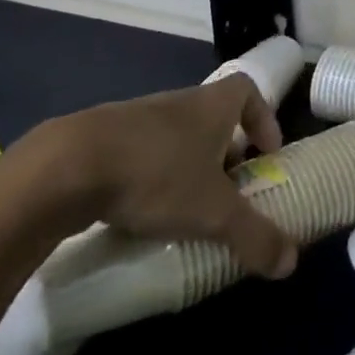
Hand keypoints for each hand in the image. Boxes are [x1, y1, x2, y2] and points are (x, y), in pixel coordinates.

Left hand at [49, 74, 297, 278]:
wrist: (64, 168)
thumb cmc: (156, 175)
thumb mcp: (213, 212)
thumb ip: (253, 235)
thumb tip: (290, 263)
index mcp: (212, 105)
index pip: (248, 91)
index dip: (263, 118)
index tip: (266, 152)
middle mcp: (179, 102)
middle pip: (212, 115)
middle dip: (224, 149)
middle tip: (227, 188)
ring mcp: (136, 117)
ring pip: (174, 135)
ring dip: (184, 163)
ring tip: (183, 205)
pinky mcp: (98, 139)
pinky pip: (137, 151)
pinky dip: (146, 174)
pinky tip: (137, 210)